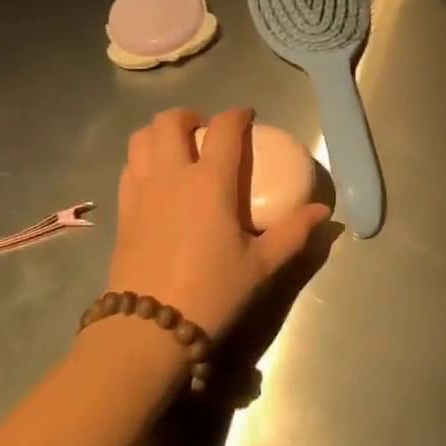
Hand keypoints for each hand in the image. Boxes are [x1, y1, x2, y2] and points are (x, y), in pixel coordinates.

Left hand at [109, 107, 329, 339]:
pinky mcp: (122, 211)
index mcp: (209, 182)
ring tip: (177, 148)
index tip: (247, 117)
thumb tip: (322, 212)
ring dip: (160, 133)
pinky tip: (156, 180)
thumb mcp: (260, 266)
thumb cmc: (211, 292)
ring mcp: (141, 191)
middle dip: (189, 116)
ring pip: (141, 139)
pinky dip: (142, 159)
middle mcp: (171, 175)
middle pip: (170, 121)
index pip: (224, 129)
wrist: (149, 330)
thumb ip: (293, 233)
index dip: (237, 115)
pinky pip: (128, 167)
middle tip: (205, 130)